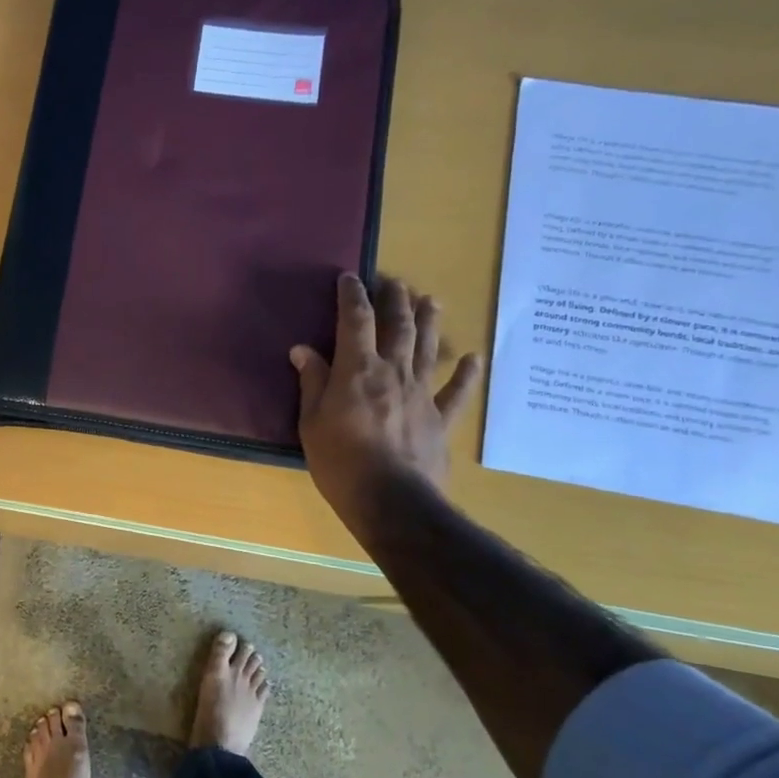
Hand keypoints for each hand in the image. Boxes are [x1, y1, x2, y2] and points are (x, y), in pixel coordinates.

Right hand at [291, 274, 481, 537]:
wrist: (391, 500)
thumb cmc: (340, 461)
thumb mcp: (311, 422)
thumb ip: (312, 382)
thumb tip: (303, 349)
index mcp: (358, 370)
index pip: (355, 321)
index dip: (351, 295)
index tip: (349, 277)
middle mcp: (393, 371)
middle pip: (397, 326)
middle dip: (394, 299)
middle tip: (394, 280)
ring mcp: (421, 393)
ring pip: (427, 348)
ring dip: (429, 321)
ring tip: (430, 300)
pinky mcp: (440, 419)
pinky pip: (456, 392)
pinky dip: (467, 374)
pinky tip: (474, 359)